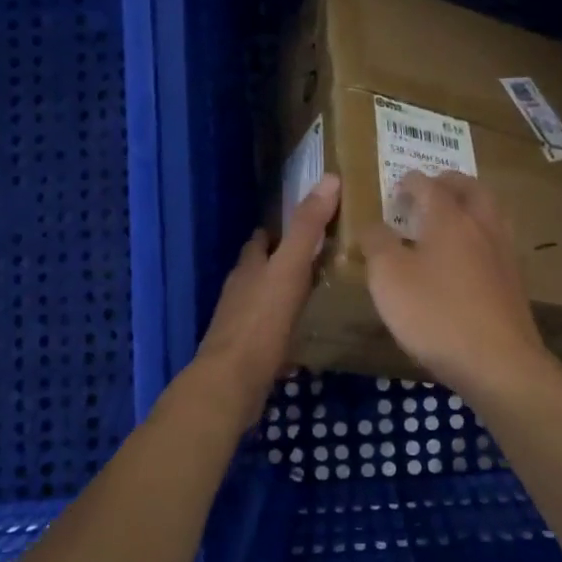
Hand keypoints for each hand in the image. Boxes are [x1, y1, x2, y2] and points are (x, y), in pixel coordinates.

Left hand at [190, 175, 340, 428]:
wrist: (231, 383)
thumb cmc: (261, 321)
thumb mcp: (289, 268)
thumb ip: (307, 228)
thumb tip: (329, 178)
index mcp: (249, 267)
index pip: (262, 238)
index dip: (280, 229)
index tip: (307, 223)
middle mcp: (241, 290)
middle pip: (261, 268)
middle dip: (283, 260)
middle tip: (319, 257)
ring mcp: (241, 323)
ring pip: (264, 299)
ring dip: (283, 293)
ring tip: (315, 292)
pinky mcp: (248, 353)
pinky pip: (269, 330)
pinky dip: (284, 325)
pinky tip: (302, 333)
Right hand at [360, 171, 554, 401]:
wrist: (499, 362)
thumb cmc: (436, 314)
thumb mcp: (389, 279)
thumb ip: (377, 244)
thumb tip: (372, 225)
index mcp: (450, 219)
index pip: (430, 186)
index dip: (411, 182)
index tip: (398, 187)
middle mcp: (482, 227)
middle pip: (472, 190)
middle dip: (451, 183)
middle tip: (433, 188)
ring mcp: (504, 254)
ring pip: (492, 213)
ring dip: (473, 205)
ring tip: (454, 217)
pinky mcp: (515, 283)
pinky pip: (498, 242)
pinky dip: (482, 235)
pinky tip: (471, 257)